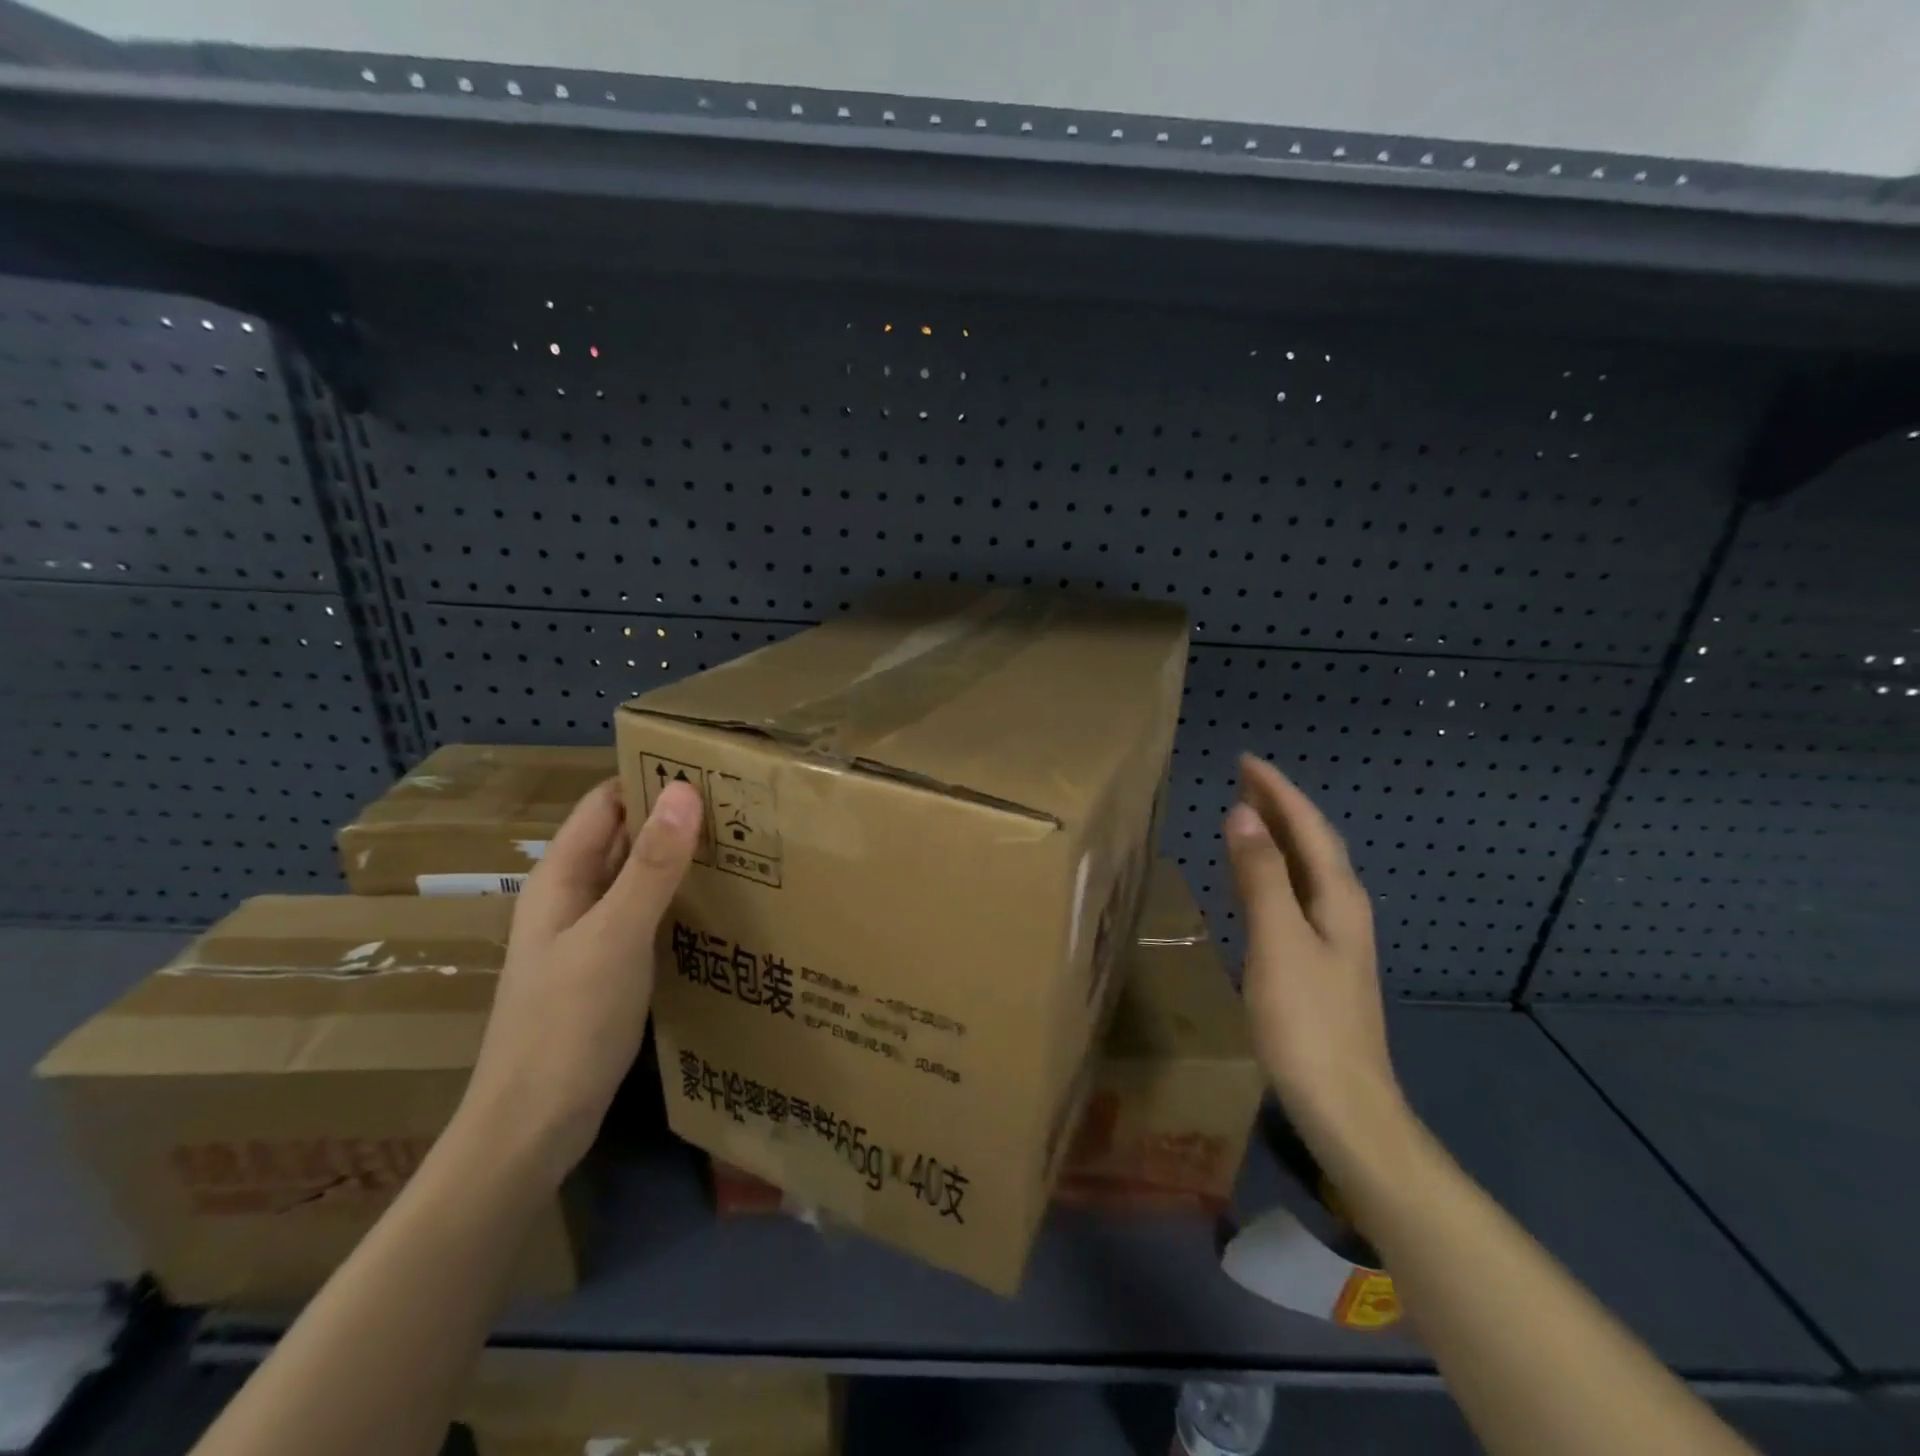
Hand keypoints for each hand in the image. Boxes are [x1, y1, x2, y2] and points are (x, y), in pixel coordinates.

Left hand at [457, 777, 702, 1187]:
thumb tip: (685, 791)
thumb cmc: (566, 1024)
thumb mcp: (615, 937)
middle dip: (674, 817)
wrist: (532, 1129)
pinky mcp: (610, 970)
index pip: (606, 803)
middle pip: (624, 838)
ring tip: (744, 846)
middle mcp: (573, 898)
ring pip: (639, 878)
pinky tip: (720, 905)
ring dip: (680, 860)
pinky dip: (679, 901)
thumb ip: (650, 866)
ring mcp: (591, 936)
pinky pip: (648, 916)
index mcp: (561, 878)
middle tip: (743, 805)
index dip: (648, 778)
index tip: (710, 766)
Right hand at [1225, 754, 1406, 1162]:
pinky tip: (1257, 880)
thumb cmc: (1306, 1021)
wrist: (1344, 1105)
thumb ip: (1261, 876)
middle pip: (1313, 843)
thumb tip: (1243, 814)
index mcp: (1338, 898)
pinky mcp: (1320, 962)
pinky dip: (1273, 870)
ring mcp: (1334, 938)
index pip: (1308, 826)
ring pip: (1306, 868)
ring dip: (1277, 836)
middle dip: (1280, 806)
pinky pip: (1295, 894)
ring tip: (1247, 814)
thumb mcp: (1278, 942)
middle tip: (1242, 777)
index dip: (1277, 791)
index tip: (1244, 760)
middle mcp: (1343, 909)